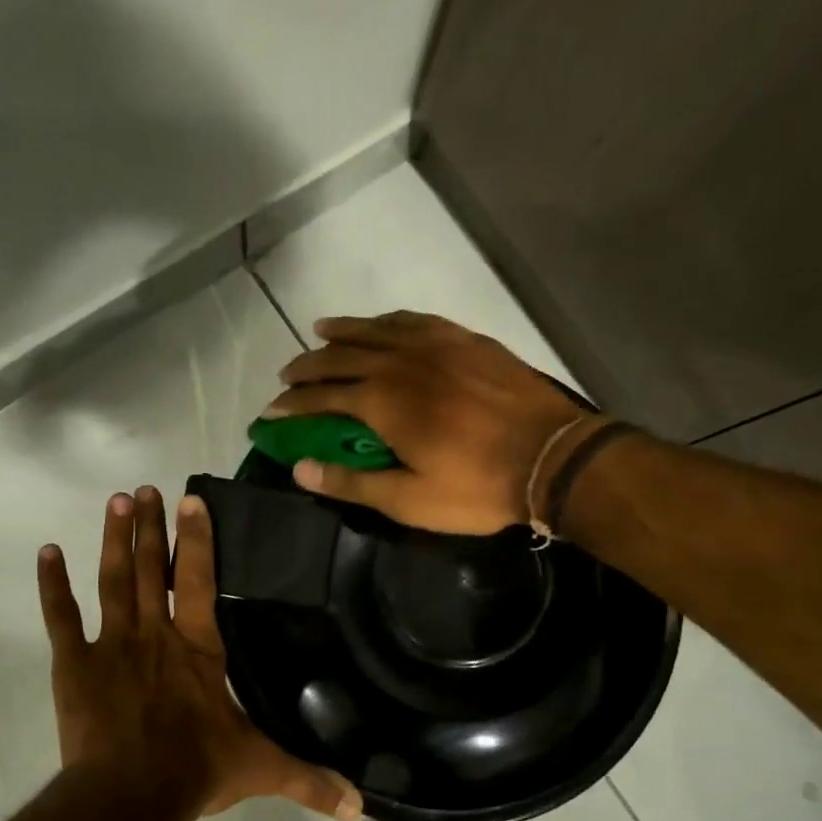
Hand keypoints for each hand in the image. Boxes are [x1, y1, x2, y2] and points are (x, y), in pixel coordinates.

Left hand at [37, 486, 362, 820]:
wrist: (128, 796)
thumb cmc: (196, 771)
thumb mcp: (261, 769)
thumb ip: (310, 780)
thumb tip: (360, 806)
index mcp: (199, 647)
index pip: (199, 580)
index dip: (197, 539)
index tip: (192, 501)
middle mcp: (156, 633)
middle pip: (152, 569)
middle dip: (151, 528)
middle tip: (146, 489)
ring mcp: (112, 644)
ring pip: (113, 580)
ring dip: (115, 540)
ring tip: (116, 501)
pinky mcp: (74, 664)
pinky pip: (61, 616)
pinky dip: (53, 584)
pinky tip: (47, 552)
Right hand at [261, 311, 590, 534]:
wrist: (552, 456)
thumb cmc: (477, 487)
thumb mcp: (410, 501)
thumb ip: (351, 483)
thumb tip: (299, 469)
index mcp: (382, 401)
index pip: (321, 397)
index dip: (291, 406)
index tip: (269, 413)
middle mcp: (400, 362)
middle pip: (341, 356)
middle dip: (308, 366)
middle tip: (287, 376)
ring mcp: (435, 344)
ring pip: (375, 329)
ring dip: (342, 332)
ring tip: (320, 333)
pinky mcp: (464, 339)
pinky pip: (414, 320)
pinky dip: (387, 320)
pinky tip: (382, 323)